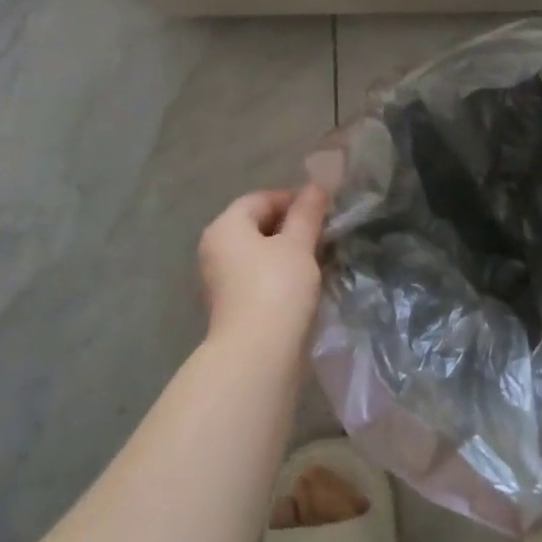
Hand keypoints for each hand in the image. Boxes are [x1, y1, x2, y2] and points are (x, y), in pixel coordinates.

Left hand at [197, 185, 329, 350]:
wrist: (258, 354)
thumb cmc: (277, 287)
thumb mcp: (298, 244)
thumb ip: (307, 213)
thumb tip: (317, 186)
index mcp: (225, 227)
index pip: (261, 199)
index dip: (294, 199)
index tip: (324, 209)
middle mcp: (216, 249)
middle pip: (257, 226)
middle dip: (292, 226)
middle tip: (325, 233)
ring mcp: (221, 281)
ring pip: (260, 254)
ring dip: (289, 253)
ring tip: (320, 258)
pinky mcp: (233, 307)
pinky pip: (259, 278)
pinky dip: (281, 275)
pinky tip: (305, 284)